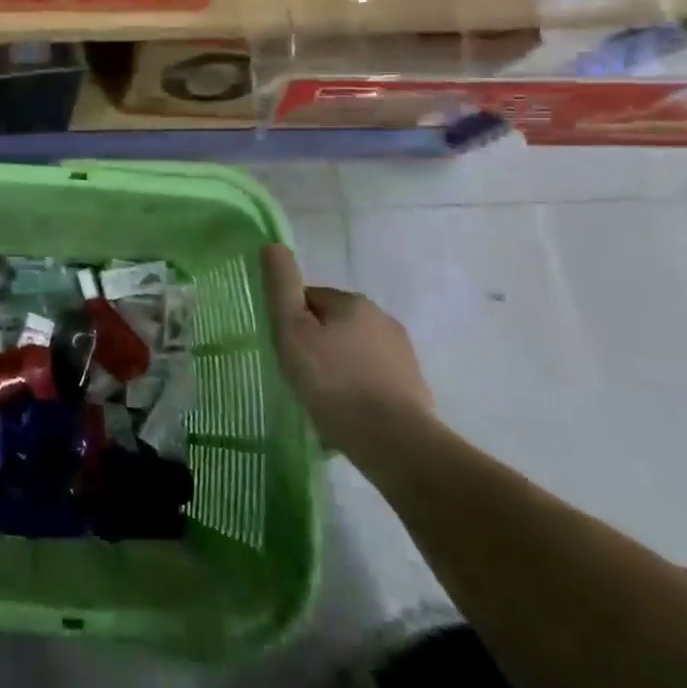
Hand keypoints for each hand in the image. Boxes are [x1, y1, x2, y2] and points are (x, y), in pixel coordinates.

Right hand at [263, 244, 434, 461]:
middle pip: (332, 325)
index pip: (308, 299)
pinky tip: (345, 414)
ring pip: (353, 352)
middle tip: (298, 376)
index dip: (290, 322)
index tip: (283, 351)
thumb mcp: (292, 330)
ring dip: (336, 367)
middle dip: (315, 344)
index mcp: (353, 302)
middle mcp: (382, 319)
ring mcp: (402, 354)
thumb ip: (282, 286)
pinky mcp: (413, 387)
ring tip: (321, 399)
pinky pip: (372, 379)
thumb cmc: (333, 381)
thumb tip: (273, 245)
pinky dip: (357, 389)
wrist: (394, 442)